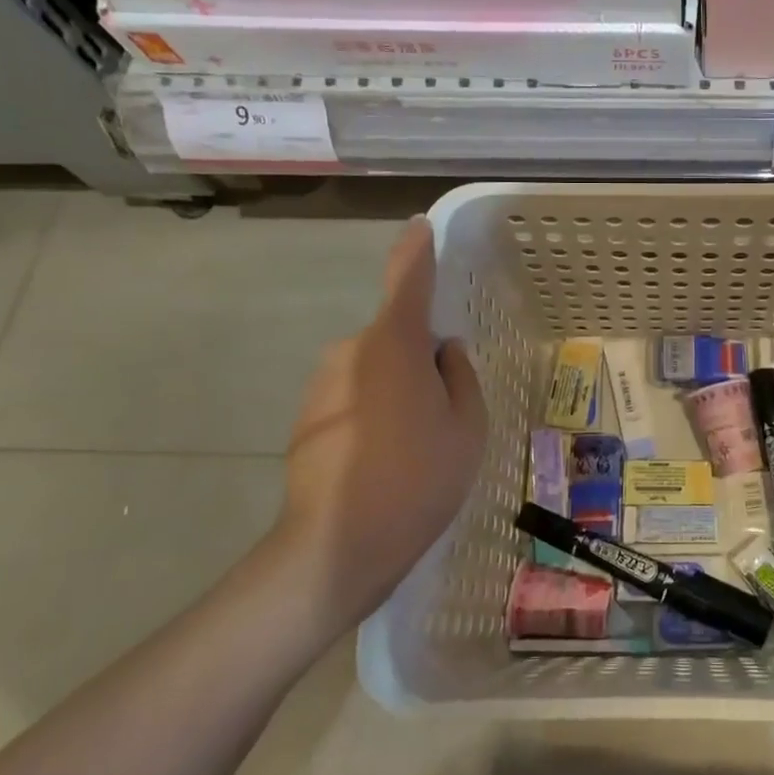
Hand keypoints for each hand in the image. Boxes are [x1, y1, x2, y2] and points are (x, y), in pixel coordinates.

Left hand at [277, 218, 486, 634]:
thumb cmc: (418, 478)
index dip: (415, 251)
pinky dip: (372, 415)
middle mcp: (350, 352)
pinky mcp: (306, 420)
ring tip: (413, 449)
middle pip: (395, 337)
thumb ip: (461, 377)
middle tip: (443, 414)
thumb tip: (444, 353)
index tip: (419, 227)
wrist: (337, 547)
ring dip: (395, 391)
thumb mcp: (468, 426)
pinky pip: (353, 398)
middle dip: (420, 360)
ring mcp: (322, 386)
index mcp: (394, 344)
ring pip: (374, 371)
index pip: (407, 280)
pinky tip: (383, 464)